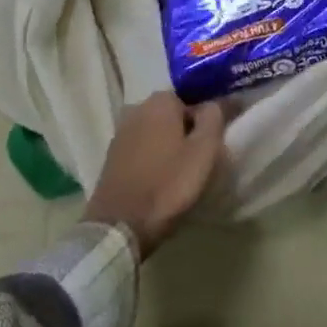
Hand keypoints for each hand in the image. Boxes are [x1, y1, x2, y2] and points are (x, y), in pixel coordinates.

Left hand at [82, 92, 224, 255]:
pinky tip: (159, 180)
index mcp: (161, 100)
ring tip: (180, 174)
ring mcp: (121, 131)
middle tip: (199, 161)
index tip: (214, 145)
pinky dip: (152, 159)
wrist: (119, 225)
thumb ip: (214, 118)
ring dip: (168, 147)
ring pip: (156, 133)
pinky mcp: (112, 156)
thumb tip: (214, 103)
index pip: (194, 101)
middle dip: (187, 133)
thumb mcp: (203, 151)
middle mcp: (138, 107)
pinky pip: (141, 150)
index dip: (207, 123)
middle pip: (173, 116)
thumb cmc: (167, 184)